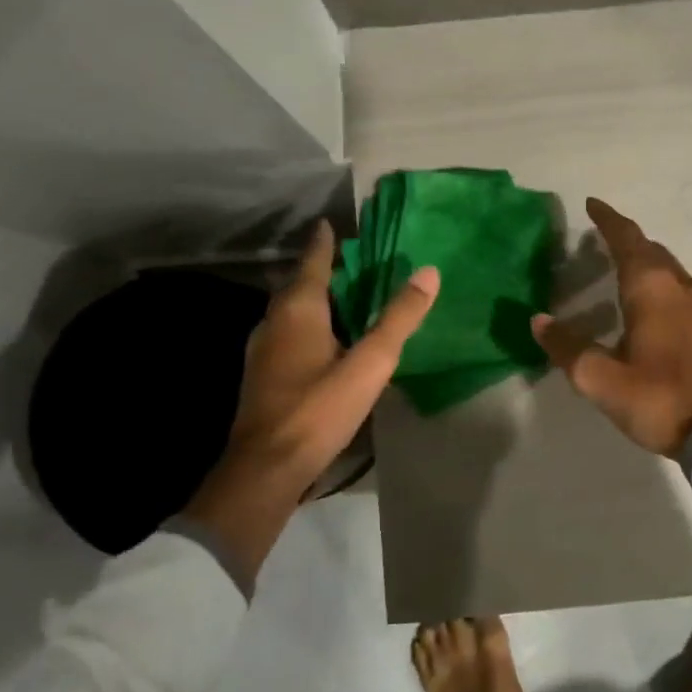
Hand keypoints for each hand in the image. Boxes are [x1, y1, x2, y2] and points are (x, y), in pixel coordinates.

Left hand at [185, 220, 438, 591]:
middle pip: (298, 285)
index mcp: (297, 310)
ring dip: (313, 299)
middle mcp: (273, 322)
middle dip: (320, 270)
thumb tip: (429, 272)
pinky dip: (307, 325)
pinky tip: (324, 342)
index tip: (331, 224)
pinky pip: (287, 334)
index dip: (324, 243)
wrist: (267, 467)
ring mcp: (263, 350)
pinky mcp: (262, 375)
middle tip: (348, 261)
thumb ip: (398, 319)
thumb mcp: (370, 363)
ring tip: (341, 297)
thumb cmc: (319, 409)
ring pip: (290, 312)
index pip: (312, 262)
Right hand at [531, 198, 691, 457]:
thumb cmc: (660, 398)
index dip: (608, 220)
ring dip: (646, 262)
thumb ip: (569, 348)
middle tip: (602, 237)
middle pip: (652, 251)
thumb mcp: (602, 379)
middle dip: (627, 240)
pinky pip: (681, 290)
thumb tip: (539, 321)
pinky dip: (660, 284)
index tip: (592, 204)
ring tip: (623, 267)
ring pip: (670, 270)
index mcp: (652, 289)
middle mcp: (681, 288)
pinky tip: (652, 305)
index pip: (627, 241)